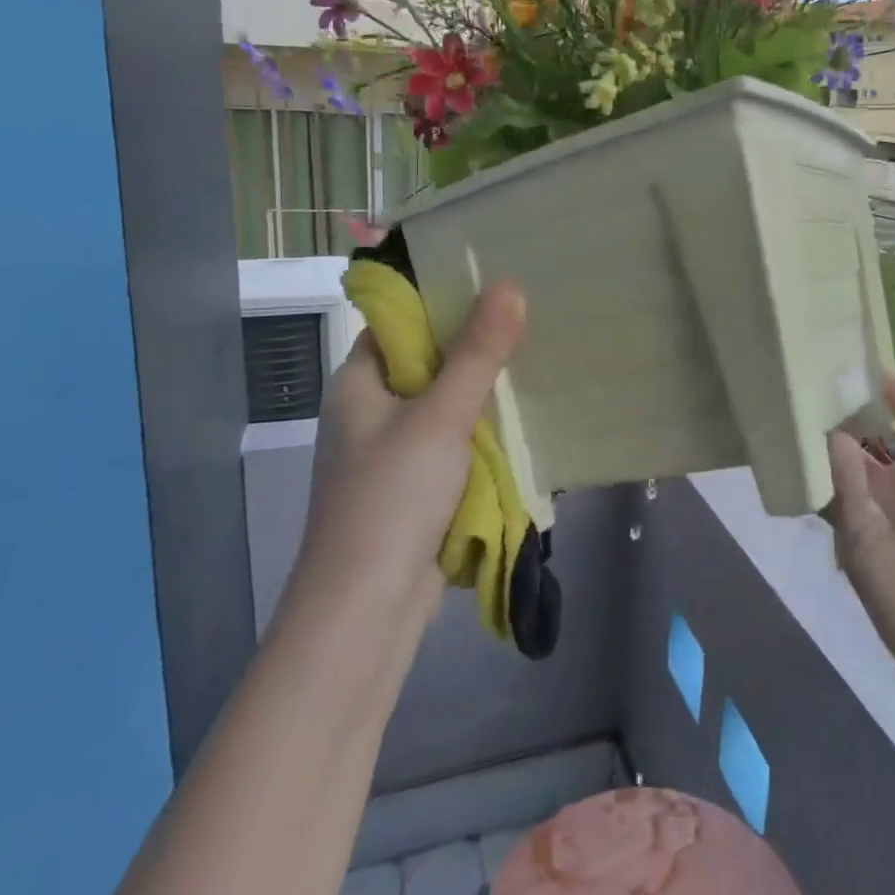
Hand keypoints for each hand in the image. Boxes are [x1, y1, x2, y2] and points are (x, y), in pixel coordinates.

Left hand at [292, 281, 526, 625]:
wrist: (365, 611)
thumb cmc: (392, 497)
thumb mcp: (441, 416)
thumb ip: (478, 352)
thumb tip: (510, 284)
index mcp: (357, 382)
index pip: (400, 323)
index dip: (443, 301)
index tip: (496, 285)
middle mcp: (369, 412)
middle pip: (427, 363)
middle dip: (475, 349)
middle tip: (531, 321)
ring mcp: (390, 454)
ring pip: (444, 407)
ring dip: (483, 395)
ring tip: (537, 363)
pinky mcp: (412, 489)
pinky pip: (452, 446)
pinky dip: (481, 436)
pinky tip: (521, 424)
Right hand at [827, 373, 894, 685]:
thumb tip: (891, 385)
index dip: (883, 382)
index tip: (850, 345)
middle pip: (863, 423)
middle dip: (842, 396)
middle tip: (811, 358)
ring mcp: (869, 502)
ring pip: (838, 450)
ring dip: (822, 422)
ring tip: (796, 378)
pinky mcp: (846, 530)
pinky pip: (831, 486)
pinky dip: (820, 460)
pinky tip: (811, 429)